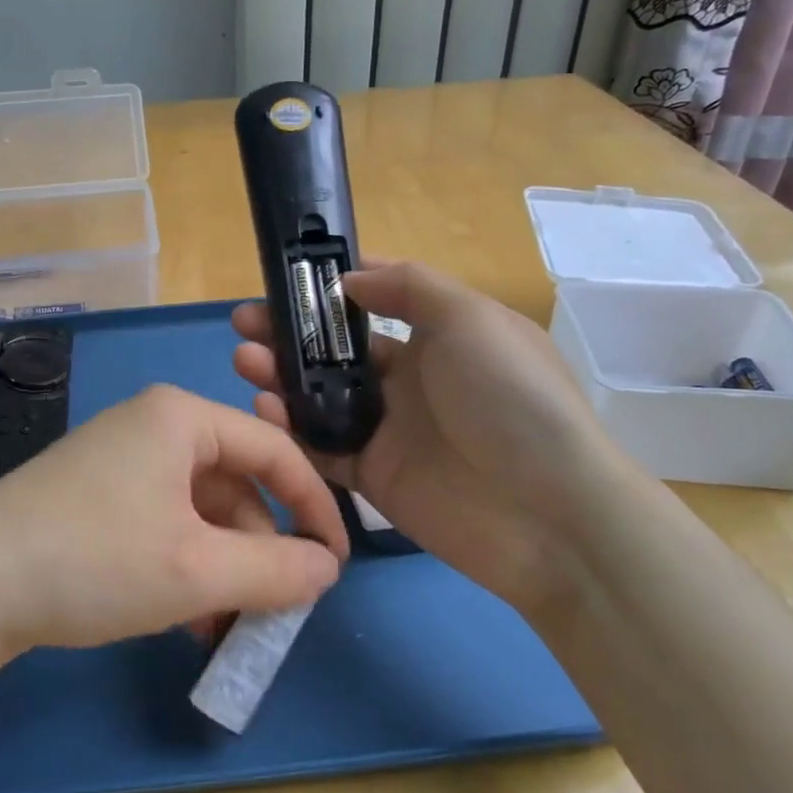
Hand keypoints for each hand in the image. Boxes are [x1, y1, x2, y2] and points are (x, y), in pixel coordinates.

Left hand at [0, 385, 347, 666]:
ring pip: (196, 511)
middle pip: (233, 484)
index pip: (274, 450)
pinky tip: (183, 620)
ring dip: (219, 568)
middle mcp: (151, 425)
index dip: (313, 507)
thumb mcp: (197, 571)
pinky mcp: (92, 494)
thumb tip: (326, 570)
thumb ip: (275, 570)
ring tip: (222, 628)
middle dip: (257, 551)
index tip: (333, 565)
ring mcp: (116, 459)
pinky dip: (182, 567)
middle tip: (270, 610)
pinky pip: (160, 523)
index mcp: (180, 417)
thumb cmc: (94, 560)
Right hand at [232, 261, 624, 613]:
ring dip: (279, 374)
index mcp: (438, 337)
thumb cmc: (510, 398)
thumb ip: (409, 287)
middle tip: (244, 322)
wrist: (548, 513)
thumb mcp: (471, 318)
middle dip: (289, 332)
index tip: (285, 281)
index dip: (328, 293)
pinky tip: (263, 406)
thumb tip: (349, 280)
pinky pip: (321, 447)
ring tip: (243, 358)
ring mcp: (389, 430)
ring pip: (320, 396)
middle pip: (335, 350)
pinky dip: (289, 427)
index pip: (374, 305)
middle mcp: (410, 380)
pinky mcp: (373, 477)